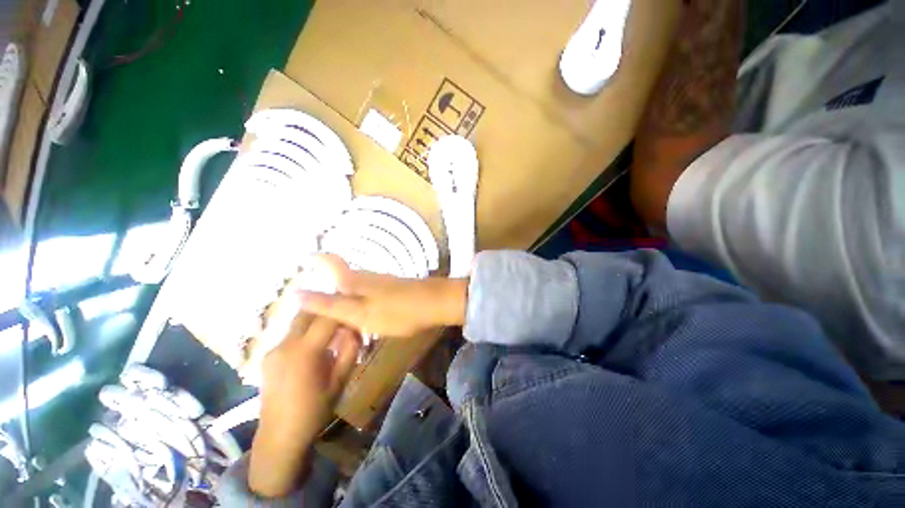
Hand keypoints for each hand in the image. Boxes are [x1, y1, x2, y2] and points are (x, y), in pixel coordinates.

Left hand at [249, 313, 359, 497]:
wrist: (278, 437)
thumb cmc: (314, 411)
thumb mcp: (340, 381)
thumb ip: (349, 351)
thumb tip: (354, 329)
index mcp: (304, 352)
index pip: (327, 317)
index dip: (343, 308)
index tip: (357, 306)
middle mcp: (285, 345)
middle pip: (307, 311)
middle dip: (328, 308)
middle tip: (346, 313)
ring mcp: (273, 349)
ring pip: (298, 321)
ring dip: (317, 319)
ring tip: (334, 329)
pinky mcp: (268, 356)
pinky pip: (291, 334)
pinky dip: (307, 331)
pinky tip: (317, 346)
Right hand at [297, 255, 468, 337]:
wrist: (435, 304)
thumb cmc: (397, 311)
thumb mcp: (360, 313)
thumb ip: (330, 306)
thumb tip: (296, 294)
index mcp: (355, 280)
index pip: (330, 262)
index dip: (316, 260)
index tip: (304, 265)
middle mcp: (367, 276)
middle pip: (341, 276)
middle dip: (327, 288)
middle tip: (316, 309)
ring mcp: (382, 282)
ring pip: (356, 286)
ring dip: (345, 298)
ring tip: (337, 318)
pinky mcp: (393, 289)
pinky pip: (369, 294)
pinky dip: (360, 303)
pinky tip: (363, 316)